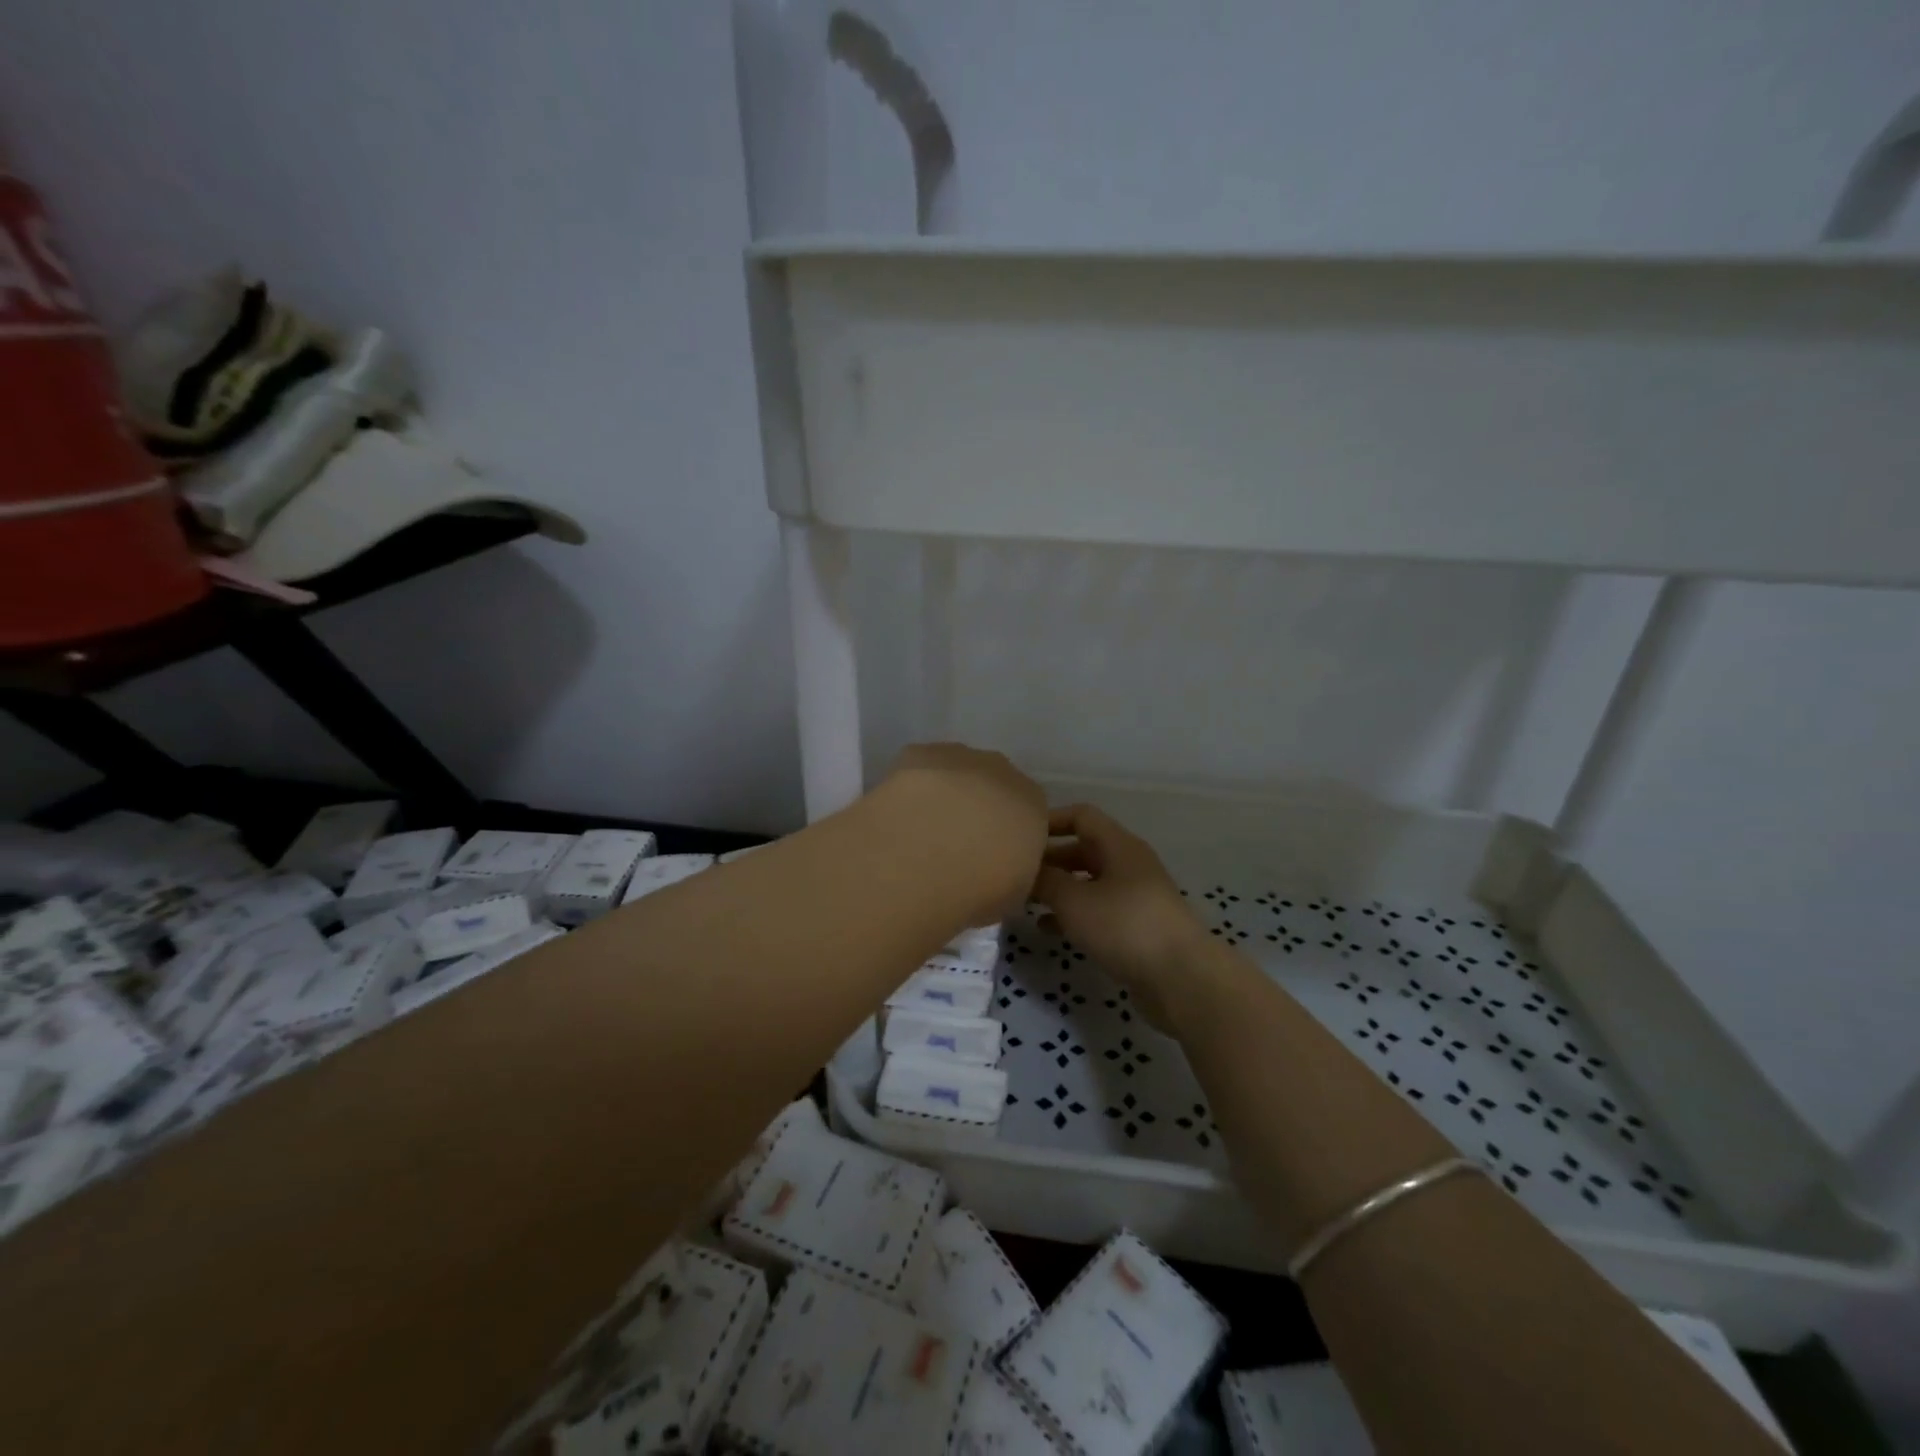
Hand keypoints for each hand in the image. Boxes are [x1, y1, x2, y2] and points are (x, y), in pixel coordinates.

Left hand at [878, 744, 1049, 923]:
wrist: (929, 857)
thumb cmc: (982, 887)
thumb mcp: (1014, 893)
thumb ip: (1011, 871)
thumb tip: (996, 870)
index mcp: (1033, 804)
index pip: (1026, 812)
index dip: (1005, 835)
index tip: (987, 859)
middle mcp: (1002, 771)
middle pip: (991, 785)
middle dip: (976, 809)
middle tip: (954, 846)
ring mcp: (959, 757)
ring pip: (955, 772)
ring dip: (943, 796)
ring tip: (920, 833)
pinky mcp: (918, 754)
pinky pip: (919, 769)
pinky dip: (911, 788)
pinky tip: (899, 815)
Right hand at [1031, 804, 1214, 1030]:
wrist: (1181, 978)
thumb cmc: (1125, 926)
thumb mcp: (1074, 900)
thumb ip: (1046, 881)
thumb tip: (1026, 871)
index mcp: (1119, 845)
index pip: (1081, 816)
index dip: (1051, 821)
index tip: (1021, 836)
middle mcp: (1129, 864)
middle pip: (1083, 849)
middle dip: (1050, 859)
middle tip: (1017, 874)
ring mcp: (1135, 897)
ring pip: (1089, 882)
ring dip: (1059, 889)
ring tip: (1026, 902)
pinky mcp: (1136, 927)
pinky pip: (1098, 910)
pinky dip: (1073, 915)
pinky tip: (1049, 929)